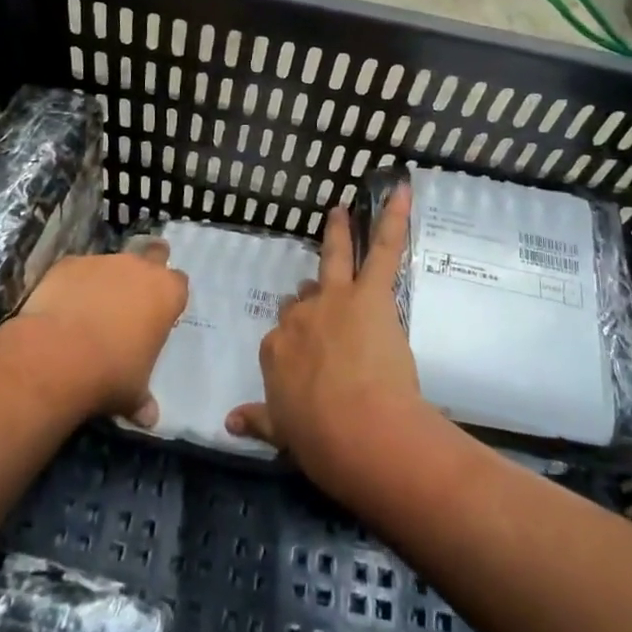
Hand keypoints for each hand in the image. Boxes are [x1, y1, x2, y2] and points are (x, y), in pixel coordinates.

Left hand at [20, 243, 186, 426]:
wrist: (56, 356)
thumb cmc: (110, 373)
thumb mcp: (133, 392)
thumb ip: (143, 400)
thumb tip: (149, 419)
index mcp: (166, 293)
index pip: (179, 283)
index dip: (169, 297)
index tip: (158, 315)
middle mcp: (138, 268)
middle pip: (153, 255)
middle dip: (147, 268)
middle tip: (133, 295)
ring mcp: (102, 261)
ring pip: (111, 264)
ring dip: (106, 282)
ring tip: (89, 312)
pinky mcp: (68, 263)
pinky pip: (77, 271)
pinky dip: (73, 285)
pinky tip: (61, 309)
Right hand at [227, 185, 427, 494]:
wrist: (359, 430)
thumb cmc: (320, 439)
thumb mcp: (281, 431)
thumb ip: (257, 420)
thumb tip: (230, 421)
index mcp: (275, 350)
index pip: (281, 336)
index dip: (294, 343)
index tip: (305, 360)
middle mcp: (299, 317)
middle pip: (302, 298)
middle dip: (311, 297)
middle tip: (323, 302)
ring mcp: (334, 300)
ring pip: (334, 258)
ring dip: (338, 233)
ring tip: (342, 210)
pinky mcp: (371, 295)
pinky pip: (383, 250)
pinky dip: (394, 219)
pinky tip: (401, 192)